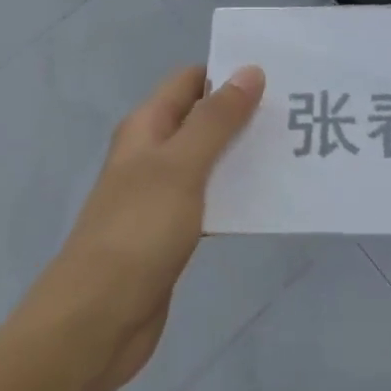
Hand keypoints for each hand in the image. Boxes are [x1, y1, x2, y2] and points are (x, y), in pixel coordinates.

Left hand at [34, 64, 264, 390]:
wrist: (96, 320)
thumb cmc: (138, 229)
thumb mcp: (182, 165)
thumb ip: (217, 119)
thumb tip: (250, 70)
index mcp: (147, 126)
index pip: (190, 81)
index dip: (227, 73)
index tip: (275, 75)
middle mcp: (152, 153)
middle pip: (202, 119)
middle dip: (243, 114)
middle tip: (294, 112)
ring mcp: (161, 194)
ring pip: (209, 160)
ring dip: (243, 154)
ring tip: (292, 149)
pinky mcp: (172, 232)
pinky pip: (210, 199)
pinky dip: (236, 194)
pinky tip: (269, 199)